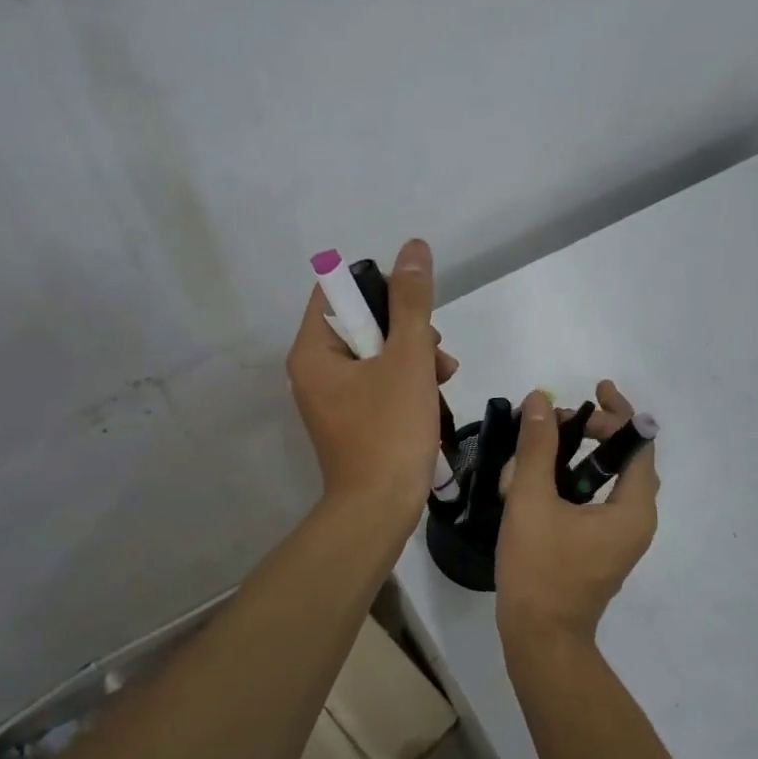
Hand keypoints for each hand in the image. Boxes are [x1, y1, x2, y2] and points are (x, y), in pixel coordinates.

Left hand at [287, 238, 457, 514]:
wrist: (380, 509)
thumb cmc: (390, 430)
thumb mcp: (408, 358)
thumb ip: (412, 302)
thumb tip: (413, 249)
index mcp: (313, 351)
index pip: (336, 291)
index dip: (377, 286)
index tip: (414, 304)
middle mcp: (314, 371)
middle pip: (360, 323)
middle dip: (405, 329)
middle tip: (436, 348)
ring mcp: (332, 399)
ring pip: (376, 355)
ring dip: (413, 356)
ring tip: (444, 375)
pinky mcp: (351, 420)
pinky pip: (378, 384)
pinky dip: (406, 382)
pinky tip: (435, 394)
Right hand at [496, 382, 658, 649]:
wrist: (540, 637)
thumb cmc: (539, 569)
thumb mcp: (531, 501)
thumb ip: (537, 448)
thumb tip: (540, 400)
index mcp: (633, 508)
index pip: (638, 444)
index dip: (618, 412)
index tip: (593, 390)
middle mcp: (637, 521)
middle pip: (627, 460)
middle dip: (596, 432)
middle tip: (558, 419)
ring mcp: (621, 538)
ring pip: (611, 481)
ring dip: (584, 455)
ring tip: (550, 439)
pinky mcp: (603, 549)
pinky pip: (599, 501)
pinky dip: (579, 480)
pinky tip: (545, 477)